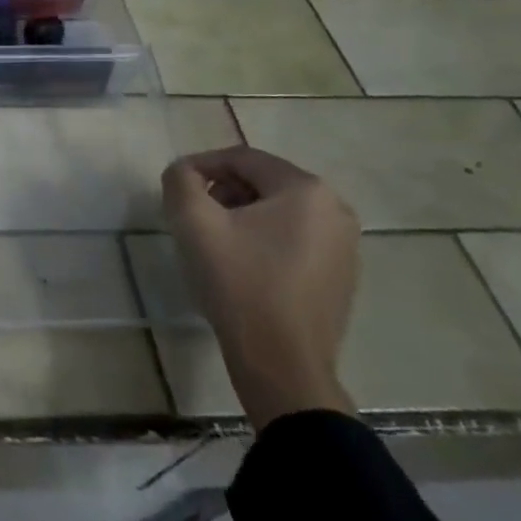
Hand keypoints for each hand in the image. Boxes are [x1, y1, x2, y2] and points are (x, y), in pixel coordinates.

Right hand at [160, 146, 360, 431]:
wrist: (282, 362)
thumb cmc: (239, 283)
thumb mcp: (194, 223)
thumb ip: (181, 181)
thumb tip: (184, 172)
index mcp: (306, 190)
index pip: (243, 158)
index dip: (203, 165)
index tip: (175, 185)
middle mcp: (335, 209)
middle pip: (264, 182)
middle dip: (223, 190)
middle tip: (192, 214)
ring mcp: (345, 245)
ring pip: (280, 211)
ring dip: (242, 214)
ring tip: (212, 239)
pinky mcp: (341, 274)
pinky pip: (295, 238)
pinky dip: (264, 238)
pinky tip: (242, 265)